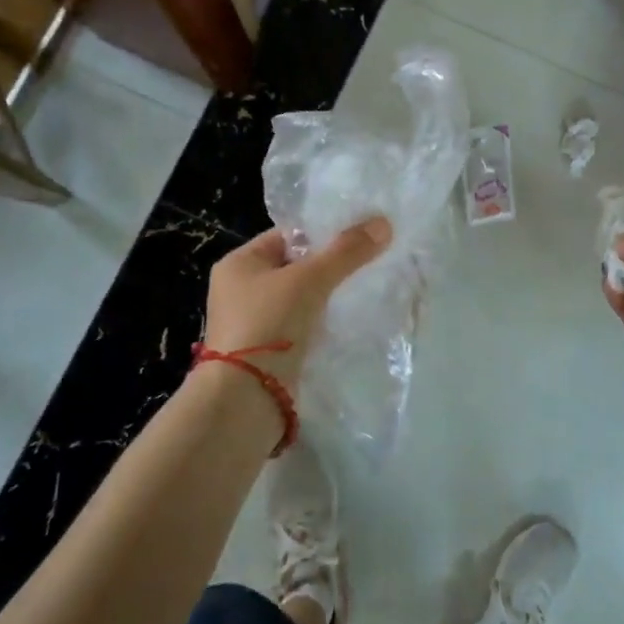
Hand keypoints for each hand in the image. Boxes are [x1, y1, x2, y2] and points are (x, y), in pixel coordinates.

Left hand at [204, 219, 391, 387]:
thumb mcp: (310, 280)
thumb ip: (346, 251)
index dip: (324, 233)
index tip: (360, 236)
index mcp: (239, 263)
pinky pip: (300, 325)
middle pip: (296, 266)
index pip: (289, 235)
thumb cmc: (268, 325)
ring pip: (300, 298)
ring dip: (327, 296)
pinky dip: (321, 322)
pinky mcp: (266, 350)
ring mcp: (252, 322)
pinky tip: (346, 321)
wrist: (244, 399)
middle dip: (330, 266)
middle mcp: (240, 289)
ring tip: (364, 289)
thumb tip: (384, 223)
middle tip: (368, 262)